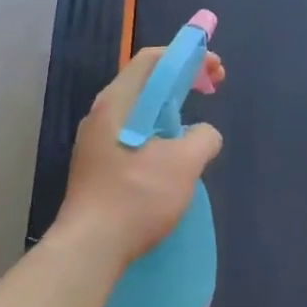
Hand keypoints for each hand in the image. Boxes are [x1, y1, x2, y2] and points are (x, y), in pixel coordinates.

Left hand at [52, 46, 224, 269]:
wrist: (90, 248)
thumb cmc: (136, 198)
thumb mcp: (184, 164)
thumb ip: (203, 137)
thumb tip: (203, 134)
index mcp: (117, 103)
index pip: (152, 59)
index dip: (188, 57)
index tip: (216, 72)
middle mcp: (101, 115)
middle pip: (146, 83)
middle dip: (182, 82)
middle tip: (211, 93)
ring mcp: (95, 142)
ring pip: (139, 113)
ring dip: (170, 112)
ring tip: (193, 131)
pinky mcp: (96, 167)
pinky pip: (132, 137)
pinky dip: (157, 135)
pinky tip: (170, 161)